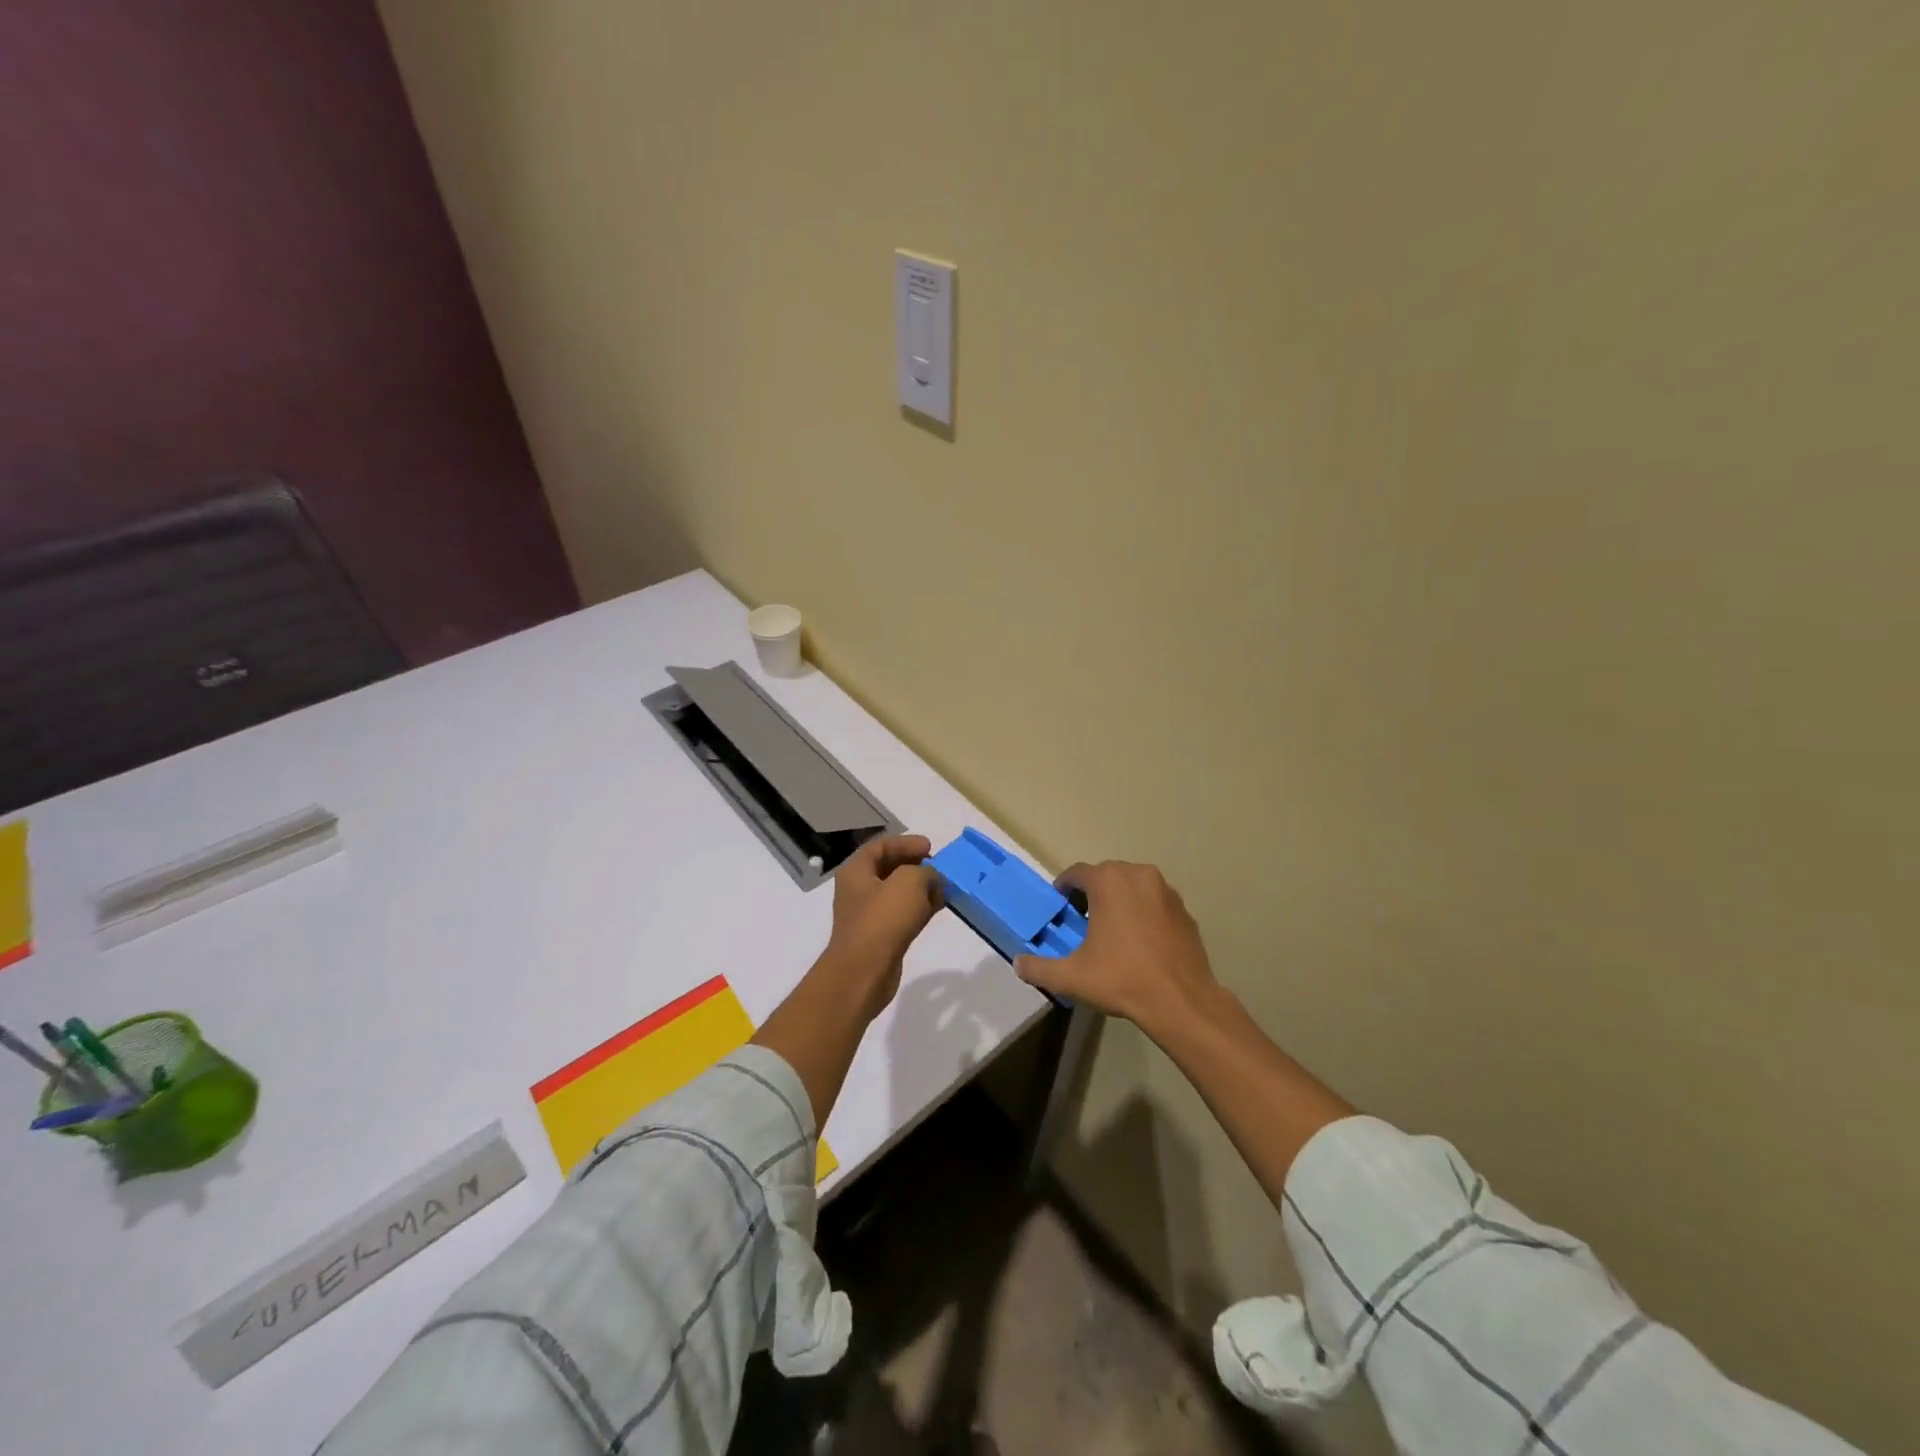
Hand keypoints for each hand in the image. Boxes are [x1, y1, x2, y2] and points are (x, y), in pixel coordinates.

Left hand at [820, 834, 943, 1016]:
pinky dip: (919, 908)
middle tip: (938, 867)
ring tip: (944, 888)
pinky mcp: (880, 936)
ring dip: (921, 888)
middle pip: (889, 868)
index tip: (930, 847)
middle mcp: (858, 889)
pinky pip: (902, 914)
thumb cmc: (883, 919)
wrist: (864, 972)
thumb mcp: (910, 882)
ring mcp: (868, 914)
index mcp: (856, 871)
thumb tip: (932, 880)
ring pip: (898, 892)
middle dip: (915, 865)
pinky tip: (937, 909)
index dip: (906, 842)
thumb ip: (926, 872)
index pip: (881, 845)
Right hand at [1014, 860, 1220, 1037]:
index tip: (1060, 908)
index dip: (1064, 888)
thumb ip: (1038, 968)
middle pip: (1106, 876)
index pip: (1076, 873)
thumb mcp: (1071, 977)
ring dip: (1120, 900)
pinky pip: (1155, 902)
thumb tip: (1018, 964)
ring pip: (1133, 886)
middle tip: (1083, 921)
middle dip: (1092, 893)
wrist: (1181, 1001)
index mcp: (1109, 881)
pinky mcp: (1185, 910)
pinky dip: (1144, 913)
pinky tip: (1141, 942)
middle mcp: (1138, 875)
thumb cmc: (1122, 979)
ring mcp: (1166, 891)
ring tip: (1112, 931)